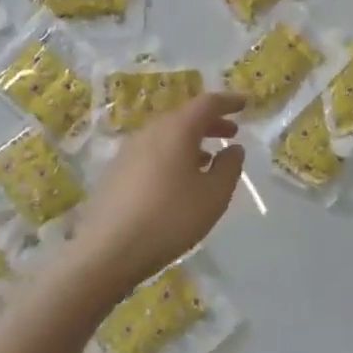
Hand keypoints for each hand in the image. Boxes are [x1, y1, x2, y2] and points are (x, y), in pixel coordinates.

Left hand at [72, 92, 245, 299]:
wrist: (108, 251)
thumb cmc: (170, 218)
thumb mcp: (213, 196)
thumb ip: (229, 168)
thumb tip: (234, 148)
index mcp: (176, 130)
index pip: (207, 103)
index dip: (228, 101)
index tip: (245, 103)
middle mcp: (150, 132)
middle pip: (184, 117)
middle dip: (210, 122)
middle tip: (231, 131)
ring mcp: (129, 151)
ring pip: (167, 136)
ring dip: (191, 141)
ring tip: (208, 159)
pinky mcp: (116, 172)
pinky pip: (152, 152)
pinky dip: (172, 156)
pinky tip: (178, 180)